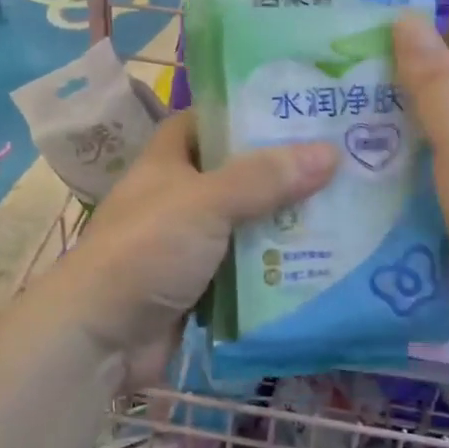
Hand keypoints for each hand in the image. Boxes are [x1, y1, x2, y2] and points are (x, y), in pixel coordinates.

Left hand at [55, 110, 337, 386]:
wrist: (100, 338)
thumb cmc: (146, 250)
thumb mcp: (205, 202)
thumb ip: (265, 178)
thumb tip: (330, 152)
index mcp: (169, 161)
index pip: (208, 121)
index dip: (247, 112)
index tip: (297, 109)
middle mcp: (180, 197)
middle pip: (239, 174)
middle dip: (283, 171)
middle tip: (341, 160)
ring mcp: (191, 244)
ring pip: (248, 223)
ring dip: (287, 222)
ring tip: (347, 208)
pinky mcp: (203, 286)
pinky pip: (248, 268)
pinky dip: (278, 266)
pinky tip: (324, 260)